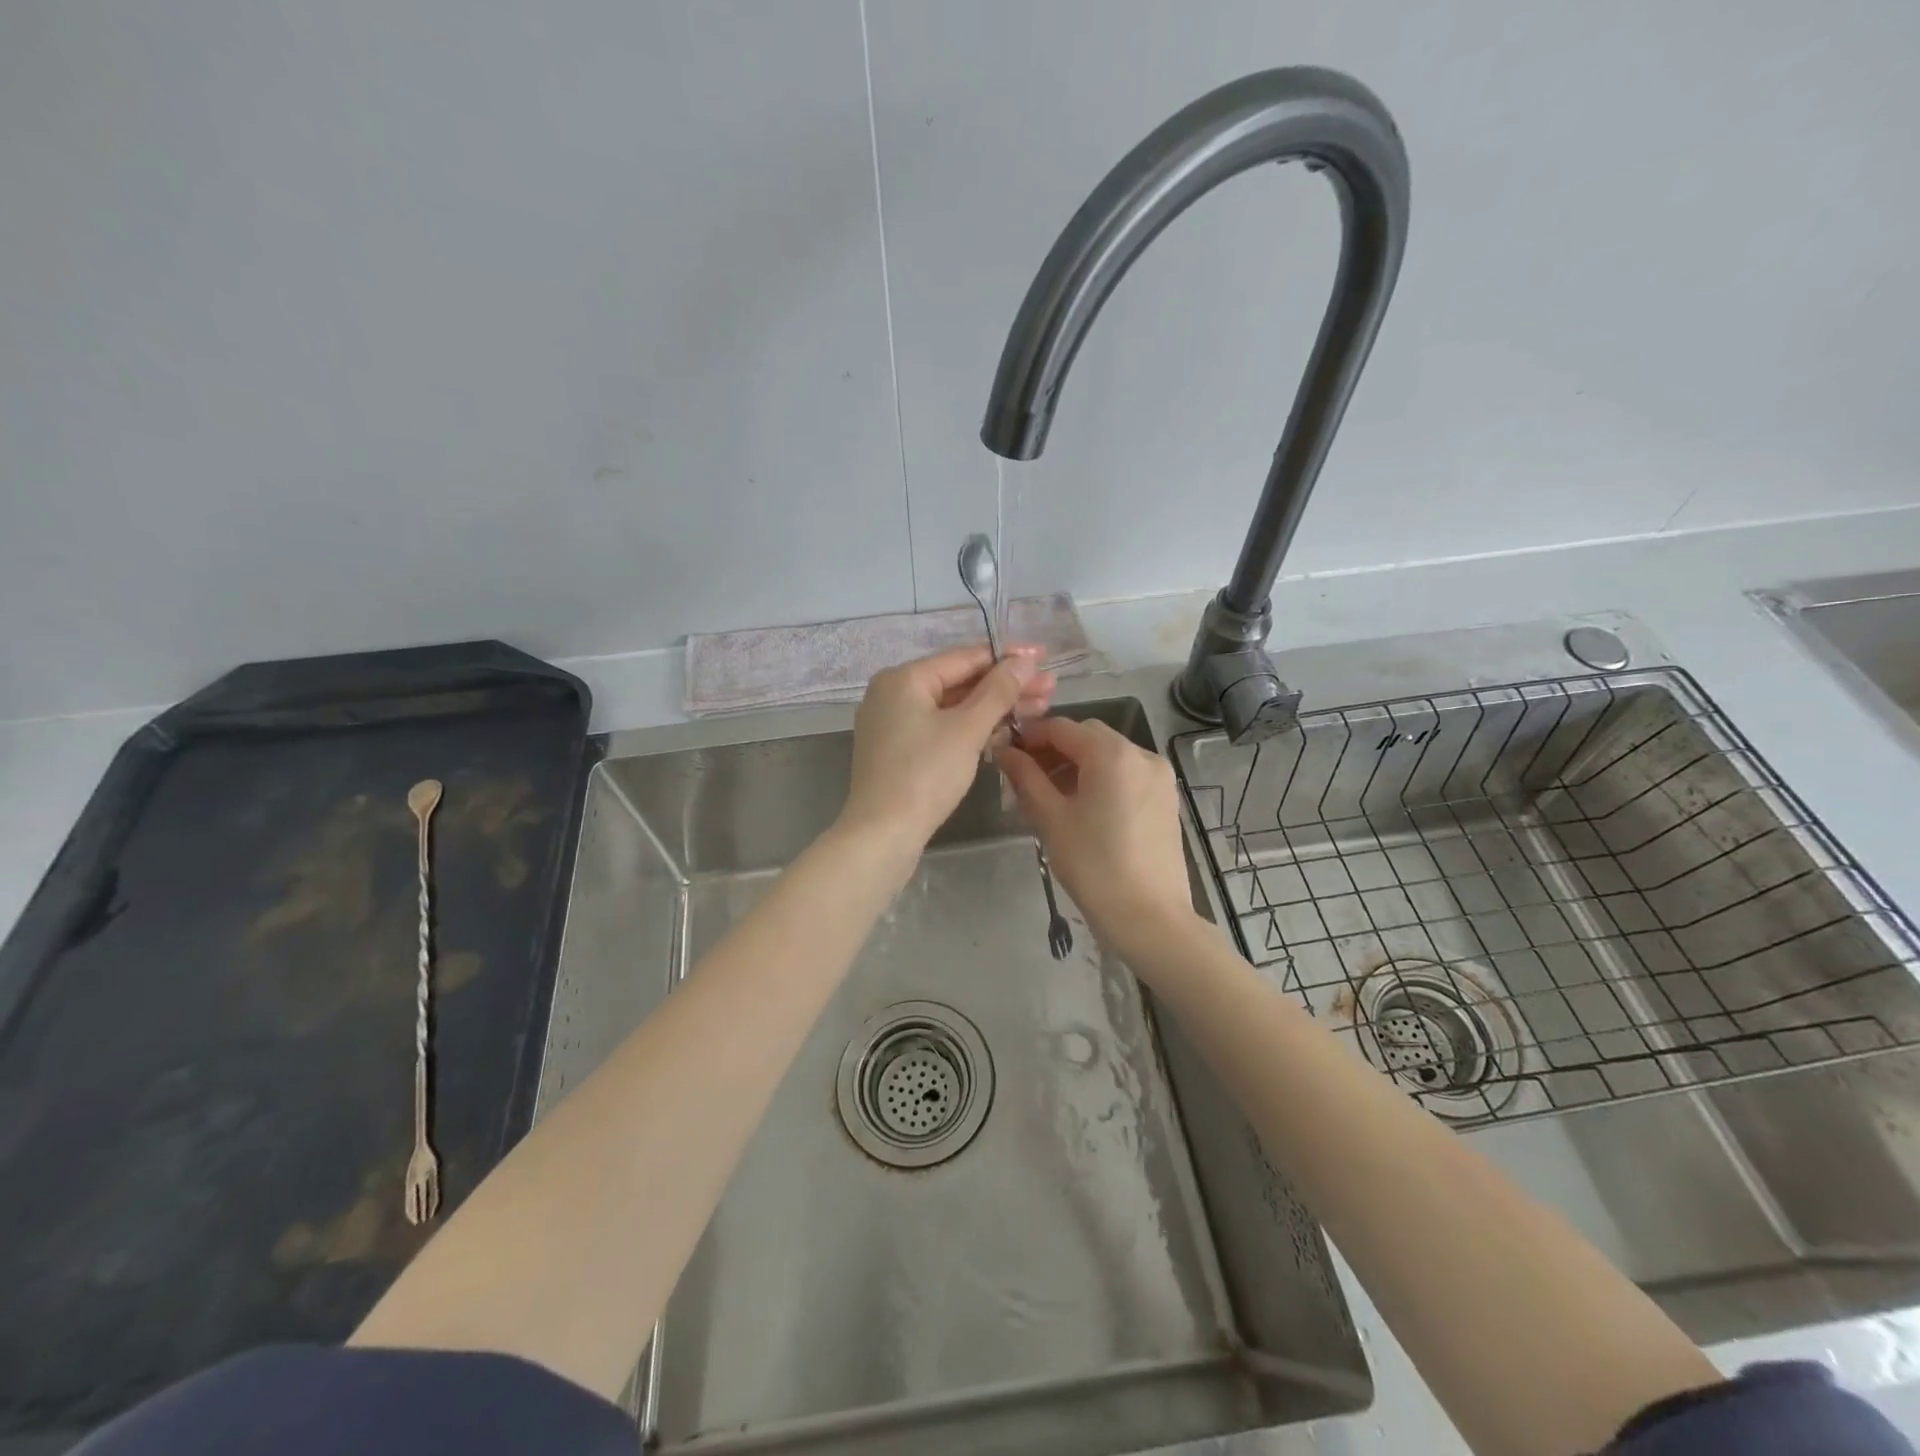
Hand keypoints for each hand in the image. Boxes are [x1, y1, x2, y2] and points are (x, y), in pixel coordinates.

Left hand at [839, 645, 1054, 850]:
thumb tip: (1024, 660)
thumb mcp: (967, 729)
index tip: (1045, 658)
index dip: (1009, 658)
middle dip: (1006, 686)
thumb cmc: (925, 774)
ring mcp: (894, 723)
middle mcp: (894, 693)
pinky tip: (1007, 731)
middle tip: (1051, 688)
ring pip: (953, 707)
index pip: (965, 657)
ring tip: (1040, 708)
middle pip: (960, 682)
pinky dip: (972, 728)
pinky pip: (942, 728)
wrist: (882, 834)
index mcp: (904, 679)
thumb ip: (998, 691)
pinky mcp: (900, 751)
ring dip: (995, 708)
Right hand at [996, 716, 1197, 960]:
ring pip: (1109, 755)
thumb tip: (1005, 751)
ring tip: (1051, 795)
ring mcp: (1159, 776)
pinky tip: (1083, 807)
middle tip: (1027, 777)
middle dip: (1055, 750)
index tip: (1007, 752)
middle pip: (1088, 737)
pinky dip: (1102, 778)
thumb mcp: (1051, 818)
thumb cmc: (1094, 866)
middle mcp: (1141, 753)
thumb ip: (1025, 777)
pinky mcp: (1166, 798)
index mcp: (1112, 753)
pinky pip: (1127, 773)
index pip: (1062, 727)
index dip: (1031, 735)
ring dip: (1078, 764)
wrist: (1150, 917)